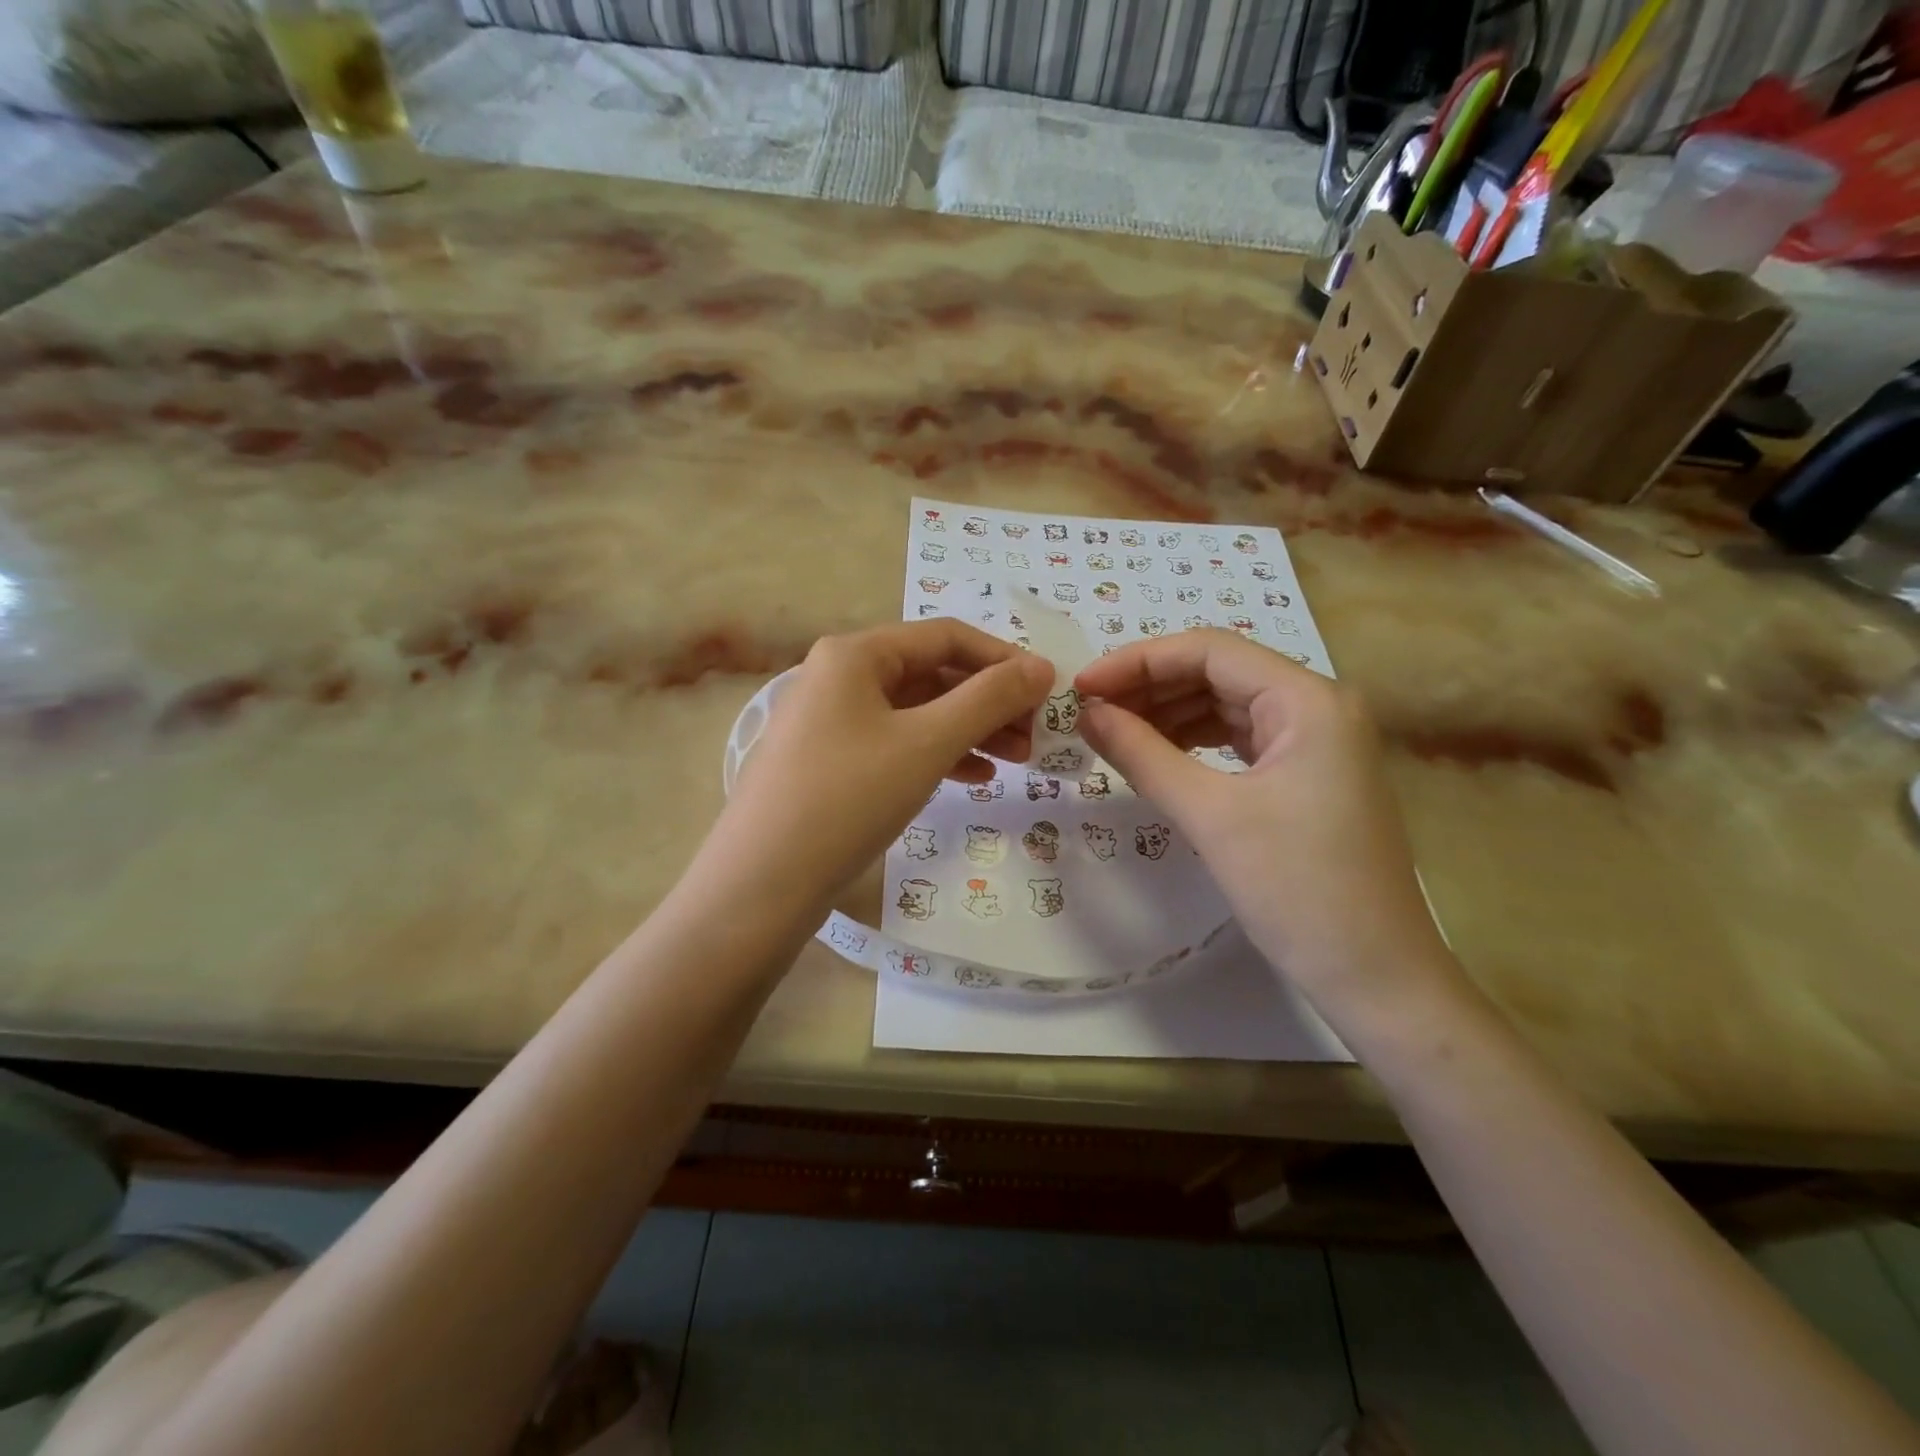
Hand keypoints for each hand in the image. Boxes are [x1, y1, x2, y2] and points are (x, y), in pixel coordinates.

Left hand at [700, 620, 1053, 921]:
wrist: (761, 884)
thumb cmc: (848, 798)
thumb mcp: (927, 743)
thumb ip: (989, 699)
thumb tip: (1042, 667)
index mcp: (856, 654)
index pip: (947, 637)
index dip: (1003, 659)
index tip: (1049, 691)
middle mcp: (839, 676)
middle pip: (932, 674)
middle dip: (989, 702)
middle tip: (1036, 736)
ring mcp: (831, 720)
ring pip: (917, 712)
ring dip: (970, 730)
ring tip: (1017, 760)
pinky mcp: (830, 761)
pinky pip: (896, 743)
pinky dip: (938, 755)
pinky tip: (974, 778)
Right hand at [1074, 630, 1455, 1020]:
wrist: (1375, 975)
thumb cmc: (1297, 890)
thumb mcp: (1210, 816)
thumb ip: (1142, 754)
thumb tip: (1087, 714)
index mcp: (1308, 699)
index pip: (1208, 651)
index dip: (1137, 661)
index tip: (1081, 687)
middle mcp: (1318, 705)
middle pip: (1218, 673)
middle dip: (1149, 687)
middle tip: (1089, 712)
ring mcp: (1317, 740)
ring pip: (1227, 704)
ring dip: (1168, 713)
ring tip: (1112, 732)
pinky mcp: (1308, 773)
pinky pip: (1240, 738)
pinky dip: (1194, 741)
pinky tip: (1156, 753)